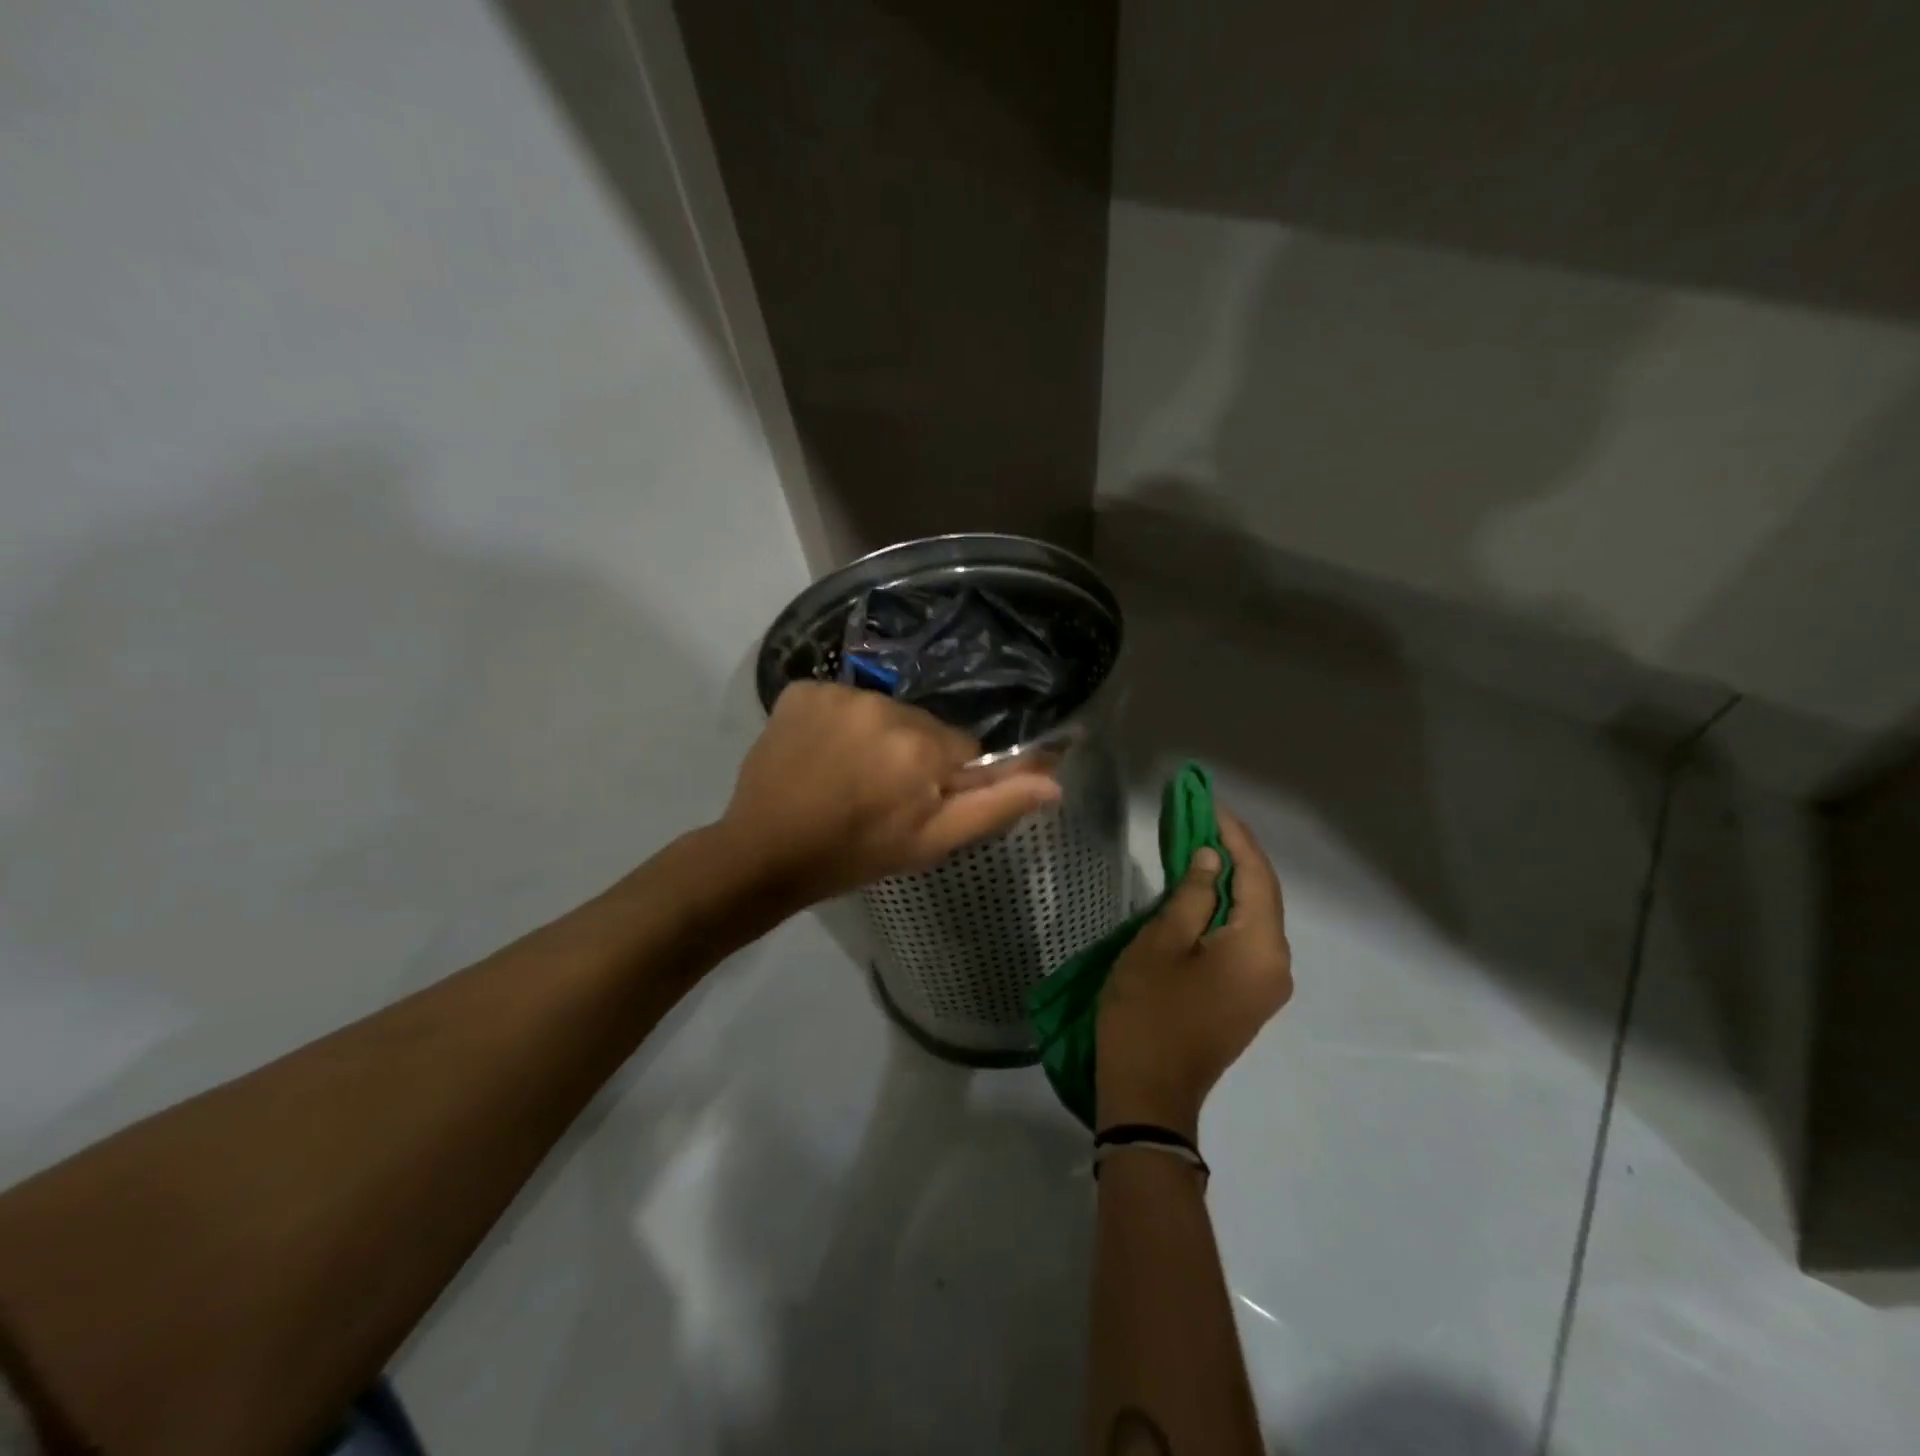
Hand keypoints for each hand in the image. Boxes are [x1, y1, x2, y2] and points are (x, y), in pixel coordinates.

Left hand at [717, 681, 1060, 907]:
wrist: (764, 853)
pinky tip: (819, 755)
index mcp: (920, 745)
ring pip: (881, 712)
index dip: (941, 779)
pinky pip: (840, 701)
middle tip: (877, 796)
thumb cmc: (855, 854)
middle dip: (910, 756)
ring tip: (845, 777)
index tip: (913, 805)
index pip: (960, 747)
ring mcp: (836, 693)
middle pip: (921, 726)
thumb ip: (994, 806)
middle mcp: (882, 706)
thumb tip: (1055, 780)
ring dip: (873, 738)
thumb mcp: (932, 842)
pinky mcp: (800, 690)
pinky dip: (836, 723)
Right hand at [1096, 806, 1291, 1139]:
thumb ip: (1191, 894)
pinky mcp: (1248, 998)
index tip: (1208, 803)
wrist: (1149, 1096)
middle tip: (1199, 818)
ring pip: (1253, 917)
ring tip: (1196, 846)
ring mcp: (1265, 986)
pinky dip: (1225, 910)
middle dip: (1233, 853)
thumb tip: (1211, 858)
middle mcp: (1276, 964)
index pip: (1256, 875)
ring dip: (1228, 881)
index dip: (1233, 835)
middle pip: (1262, 894)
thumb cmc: (1148, 1013)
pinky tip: (1200, 893)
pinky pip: (1244, 940)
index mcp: (1260, 948)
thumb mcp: (1160, 943)